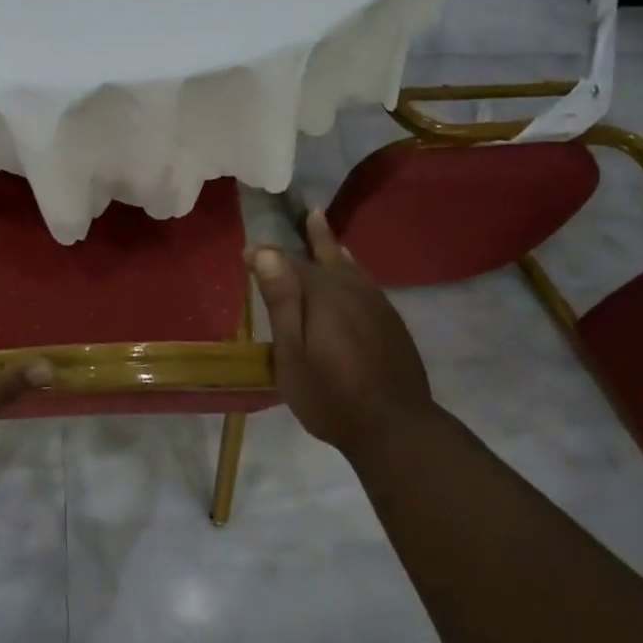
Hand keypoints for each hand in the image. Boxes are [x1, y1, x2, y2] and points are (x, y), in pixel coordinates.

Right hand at [249, 211, 437, 458]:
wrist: (395, 426)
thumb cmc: (331, 396)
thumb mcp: (293, 354)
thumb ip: (282, 301)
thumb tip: (267, 252)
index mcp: (324, 295)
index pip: (290, 264)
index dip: (268, 257)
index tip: (247, 253)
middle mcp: (353, 291)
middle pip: (328, 257)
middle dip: (313, 237)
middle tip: (308, 215)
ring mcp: (377, 306)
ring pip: (352, 268)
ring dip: (336, 249)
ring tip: (326, 231)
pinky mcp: (392, 323)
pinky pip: (367, 283)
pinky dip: (355, 271)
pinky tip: (354, 274)